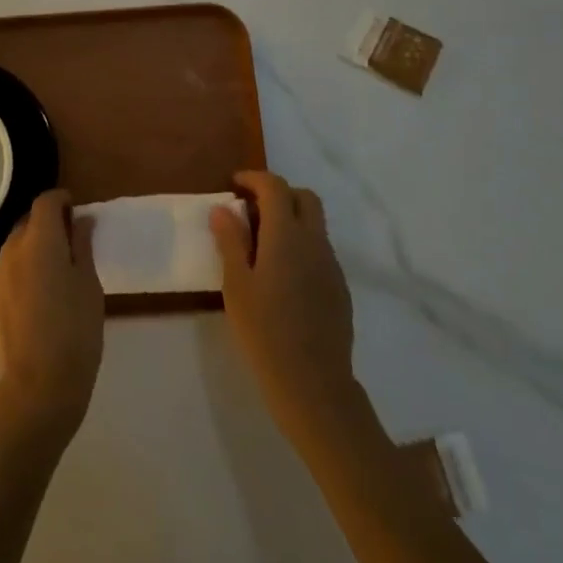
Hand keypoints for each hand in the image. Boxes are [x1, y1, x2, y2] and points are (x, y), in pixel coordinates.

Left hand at [0, 190, 103, 451]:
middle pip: (28, 222)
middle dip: (49, 224)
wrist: (37, 388)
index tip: (78, 212)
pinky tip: (43, 297)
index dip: (62, 200)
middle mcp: (12, 251)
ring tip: (60, 273)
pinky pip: (10, 271)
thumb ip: (82, 246)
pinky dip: (26, 270)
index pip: (45, 202)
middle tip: (74, 244)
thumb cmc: (75, 332)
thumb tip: (81, 220)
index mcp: (39, 241)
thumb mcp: (89, 285)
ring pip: (17, 247)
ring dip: (36, 248)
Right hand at [212, 171, 360, 443]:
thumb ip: (231, 242)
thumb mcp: (236, 285)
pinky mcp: (339, 287)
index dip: (254, 179)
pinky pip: (320, 250)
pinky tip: (282, 275)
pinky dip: (301, 244)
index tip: (233, 185)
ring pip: (315, 224)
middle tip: (250, 209)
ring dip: (290, 219)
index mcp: (286, 236)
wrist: (313, 383)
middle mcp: (314, 242)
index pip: (275, 187)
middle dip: (278, 193)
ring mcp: (331, 265)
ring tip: (261, 243)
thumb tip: (223, 209)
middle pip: (304, 197)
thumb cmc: (264, 332)